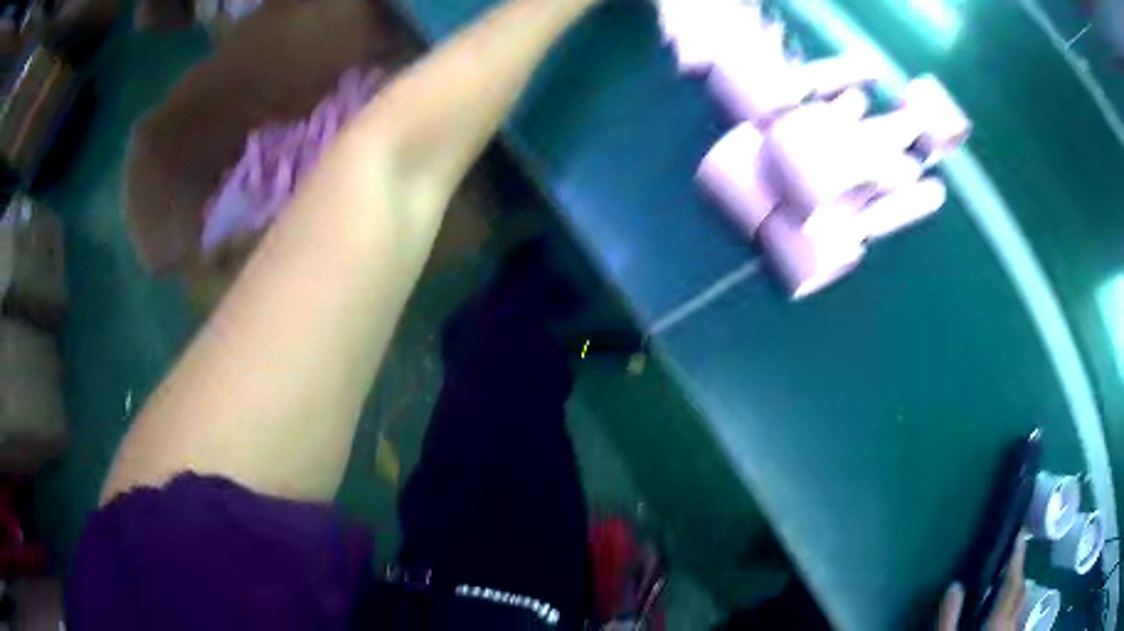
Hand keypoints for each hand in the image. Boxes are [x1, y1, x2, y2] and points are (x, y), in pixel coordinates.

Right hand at [936, 536, 1027, 630]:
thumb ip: (948, 620)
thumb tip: (954, 585)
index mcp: (999, 621)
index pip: (1013, 582)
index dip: (1017, 556)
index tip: (1020, 533)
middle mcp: (1013, 623)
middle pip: (1022, 591)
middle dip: (1019, 575)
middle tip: (1010, 561)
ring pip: (1023, 606)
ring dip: (1019, 594)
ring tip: (1009, 587)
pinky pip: (1019, 620)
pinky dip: (1016, 611)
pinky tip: (1008, 615)